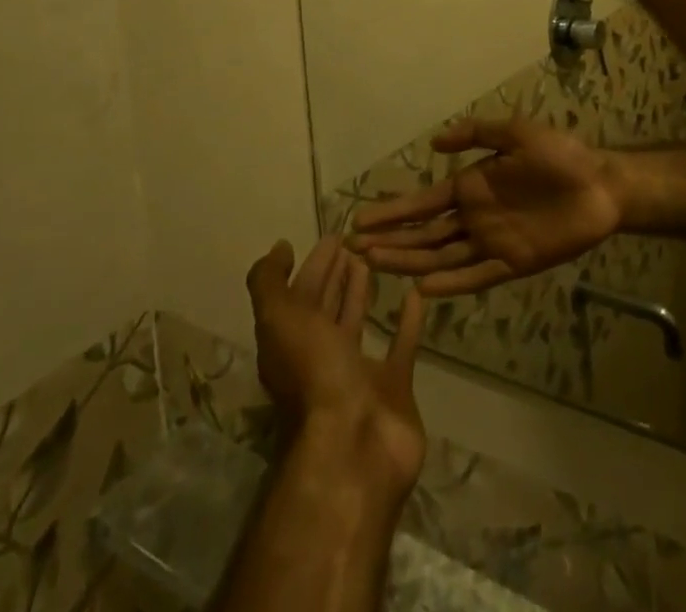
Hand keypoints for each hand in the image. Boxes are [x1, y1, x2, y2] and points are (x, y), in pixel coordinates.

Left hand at [246, 237, 427, 499]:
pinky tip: (415, 294)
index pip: (300, 295)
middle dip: (336, 275)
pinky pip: (400, 346)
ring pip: (358, 324)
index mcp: (290, 344)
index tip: (333, 236)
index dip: (313, 265)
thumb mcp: (279, 320)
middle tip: (356, 243)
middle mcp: (319, 358)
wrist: (354, 448)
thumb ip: (270, 283)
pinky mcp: (392, 388)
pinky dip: (407, 321)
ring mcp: (356, 374)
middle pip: (326, 308)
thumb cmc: (313, 375)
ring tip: (376, 261)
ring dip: (362, 294)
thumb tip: (278, 248)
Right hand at [349, 117, 624, 295]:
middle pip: (425, 235)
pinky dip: (450, 285)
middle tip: (355, 250)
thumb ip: (476, 134)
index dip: (392, 212)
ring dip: (410, 263)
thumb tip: (433, 144)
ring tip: (376, 267)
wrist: (600, 185)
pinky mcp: (513, 264)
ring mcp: (491, 243)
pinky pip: (476, 277)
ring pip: (442, 258)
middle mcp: (474, 218)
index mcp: (471, 187)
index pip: (422, 203)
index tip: (359, 220)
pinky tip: (424, 290)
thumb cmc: (559, 155)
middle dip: (391, 241)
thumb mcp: (516, 133)